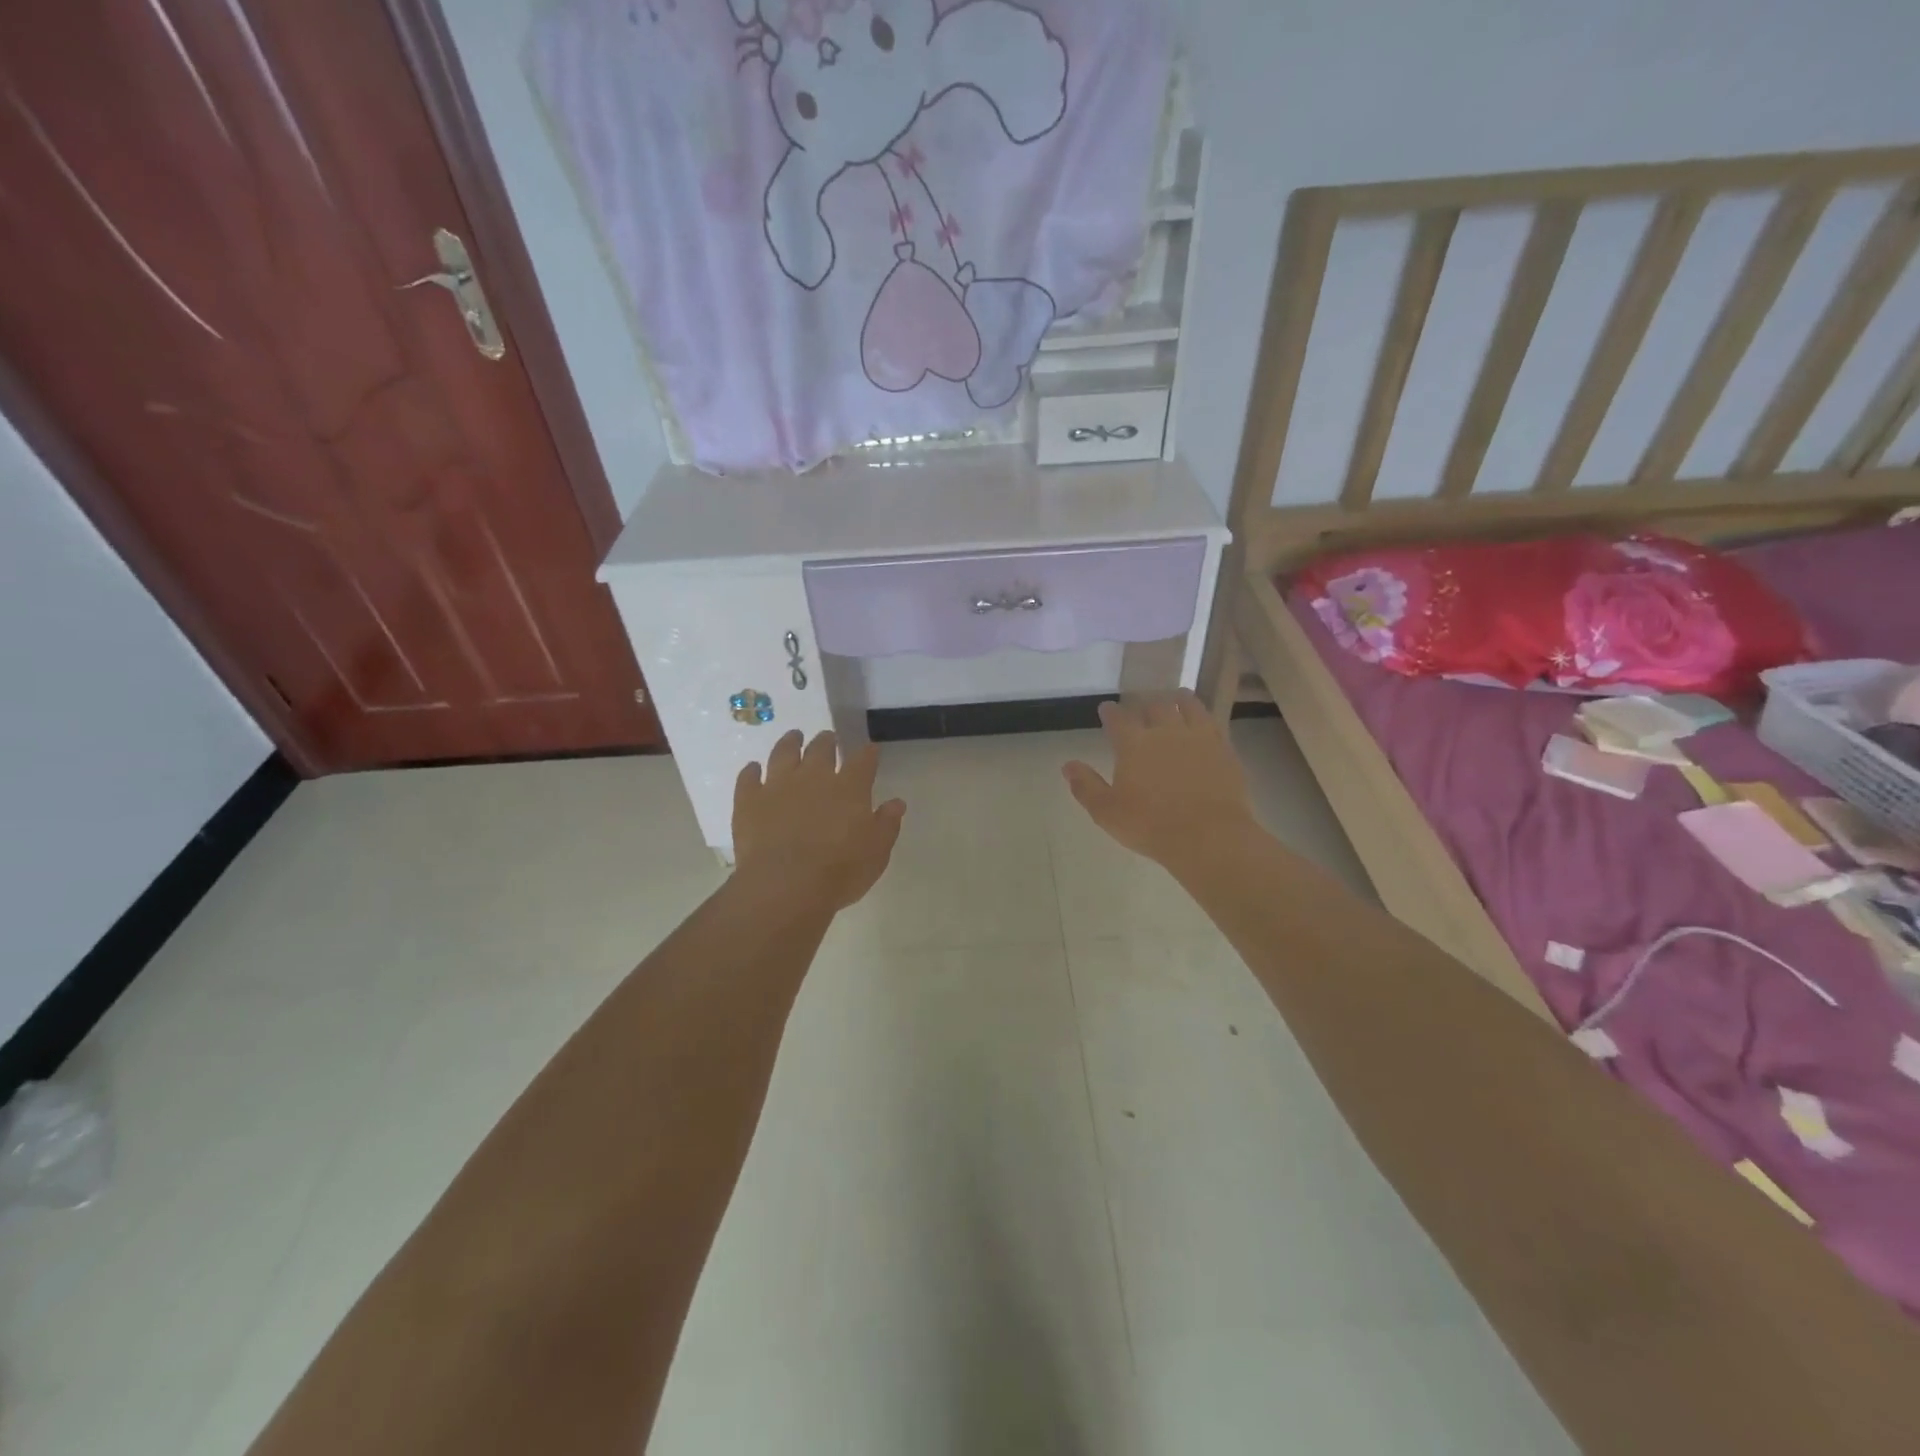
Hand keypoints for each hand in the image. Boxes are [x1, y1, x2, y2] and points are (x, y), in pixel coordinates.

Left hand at [733, 731, 906, 911]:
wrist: (785, 886)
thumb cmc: (840, 872)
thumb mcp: (876, 852)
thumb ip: (886, 824)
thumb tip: (896, 803)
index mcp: (849, 788)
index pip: (863, 760)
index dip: (868, 753)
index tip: (870, 751)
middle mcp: (814, 777)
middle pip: (821, 748)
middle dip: (828, 741)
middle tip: (829, 739)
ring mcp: (778, 785)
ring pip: (784, 752)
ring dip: (790, 742)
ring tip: (794, 737)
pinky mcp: (749, 801)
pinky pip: (748, 777)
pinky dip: (751, 771)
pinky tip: (753, 769)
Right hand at [1063, 692, 1258, 871]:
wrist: (1209, 836)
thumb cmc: (1151, 826)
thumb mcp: (1107, 812)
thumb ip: (1086, 786)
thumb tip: (1068, 765)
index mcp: (1133, 744)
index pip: (1118, 719)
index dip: (1110, 712)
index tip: (1106, 709)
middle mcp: (1165, 732)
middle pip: (1154, 706)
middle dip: (1145, 704)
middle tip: (1141, 706)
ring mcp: (1198, 737)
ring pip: (1188, 706)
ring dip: (1178, 700)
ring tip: (1176, 697)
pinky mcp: (1224, 749)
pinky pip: (1213, 722)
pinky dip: (1204, 715)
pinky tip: (1204, 720)